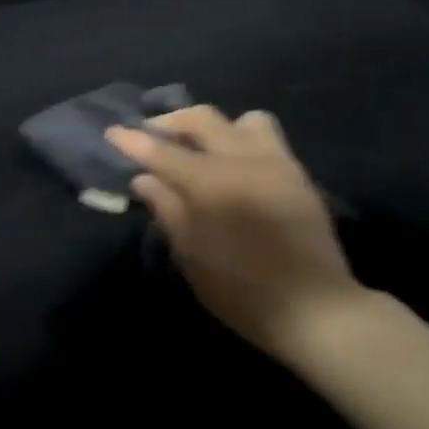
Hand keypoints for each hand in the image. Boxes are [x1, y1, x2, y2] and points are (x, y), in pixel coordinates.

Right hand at [106, 107, 368, 355]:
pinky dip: (241, 139)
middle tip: (152, 135)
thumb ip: (168, 209)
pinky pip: (267, 137)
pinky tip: (232, 165)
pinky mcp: (297, 173)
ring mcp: (276, 162)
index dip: (134, 141)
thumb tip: (145, 178)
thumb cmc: (243, 292)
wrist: (315, 309)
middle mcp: (244, 161)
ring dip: (215, 126)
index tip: (113, 132)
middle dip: (171, 121)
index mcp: (212, 184)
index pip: (163, 151)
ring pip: (242, 120)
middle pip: (203, 119)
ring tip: (201, 148)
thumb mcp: (192, 257)